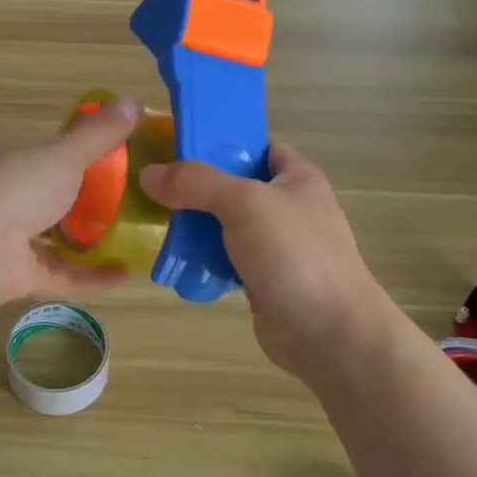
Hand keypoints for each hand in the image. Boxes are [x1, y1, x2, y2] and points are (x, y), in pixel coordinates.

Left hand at [0, 98, 141, 303]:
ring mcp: (14, 241)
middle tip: (135, 202)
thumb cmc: (21, 189)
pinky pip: (63, 275)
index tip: (121, 160)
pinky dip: (92, 277)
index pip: (52, 155)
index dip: (83, 155)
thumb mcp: (66, 154)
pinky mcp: (22, 276)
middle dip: (91, 202)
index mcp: (17, 164)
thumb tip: (135, 100)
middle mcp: (12, 200)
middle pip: (56, 199)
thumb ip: (100, 134)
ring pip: (57, 240)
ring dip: (92, 242)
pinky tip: (125, 275)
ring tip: (134, 240)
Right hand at [139, 143, 387, 382]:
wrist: (327, 331)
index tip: (180, 148)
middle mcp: (290, 209)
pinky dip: (204, 261)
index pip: (260, 148)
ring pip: (228, 227)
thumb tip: (148, 173)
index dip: (224, 144)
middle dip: (199, 190)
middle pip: (237, 189)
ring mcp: (278, 248)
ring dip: (197, 228)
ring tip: (158, 225)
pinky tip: (177, 262)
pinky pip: (227, 261)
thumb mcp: (243, 202)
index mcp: (298, 179)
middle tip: (157, 189)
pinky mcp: (265, 281)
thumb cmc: (293, 253)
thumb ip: (196, 183)